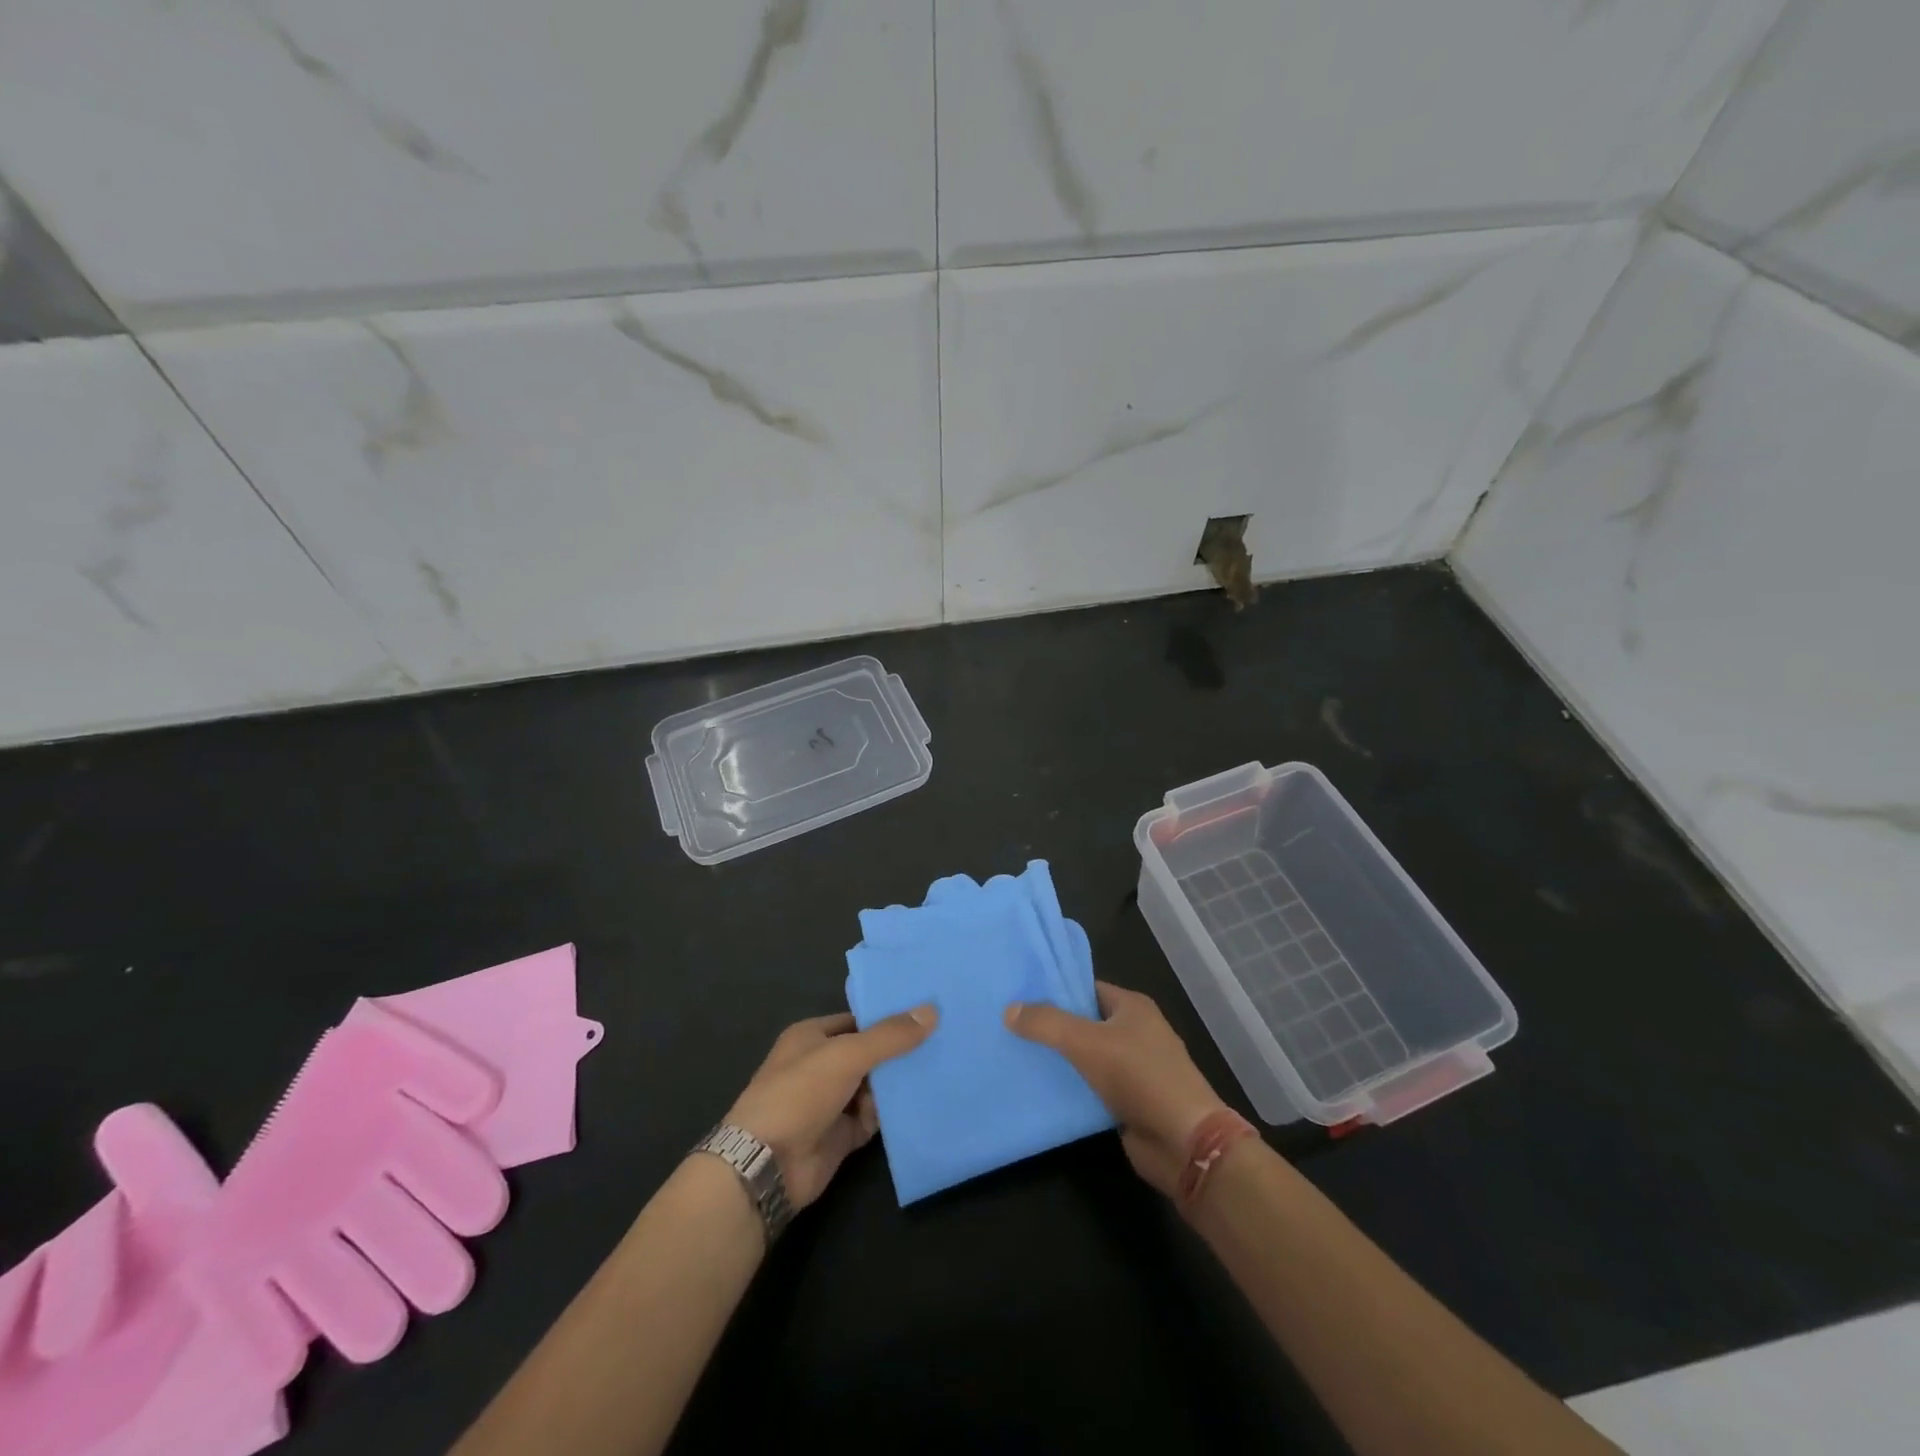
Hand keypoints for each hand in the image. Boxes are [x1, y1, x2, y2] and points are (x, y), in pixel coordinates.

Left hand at [724, 1007, 936, 1209]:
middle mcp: (821, 1065)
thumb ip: (889, 1036)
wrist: (768, 1165)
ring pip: (874, 1086)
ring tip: (942, 1069)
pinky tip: (922, 1104)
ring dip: (898, 1083)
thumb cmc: (800, 1093)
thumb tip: (931, 1011)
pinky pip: (874, 1118)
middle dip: (899, 1051)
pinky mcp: (841, 1136)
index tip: (927, 1013)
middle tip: (944, 1040)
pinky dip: (892, 1114)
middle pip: (869, 1053)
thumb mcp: (847, 1054)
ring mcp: (831, 1102)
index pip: (858, 1020)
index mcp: (812, 1036)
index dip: (889, 1017)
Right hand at [1006, 982, 1230, 1197]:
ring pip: (1087, 1057)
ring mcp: (1134, 1069)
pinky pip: (1092, 1087)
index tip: (1019, 995)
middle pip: (1085, 1022)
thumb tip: (1009, 1009)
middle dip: (1052, 1026)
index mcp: (1132, 1007)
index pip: (1087, 988)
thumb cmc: (1140, 1077)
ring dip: (1059, 1060)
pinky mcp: (1129, 1102)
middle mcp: (1135, 1033)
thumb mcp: (1087, 1042)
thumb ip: (1047, 1024)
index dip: (1055, 991)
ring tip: (1015, 1055)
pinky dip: (1071, 1089)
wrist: (1184, 1142)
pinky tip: (1039, 1090)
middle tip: (1010, 1026)